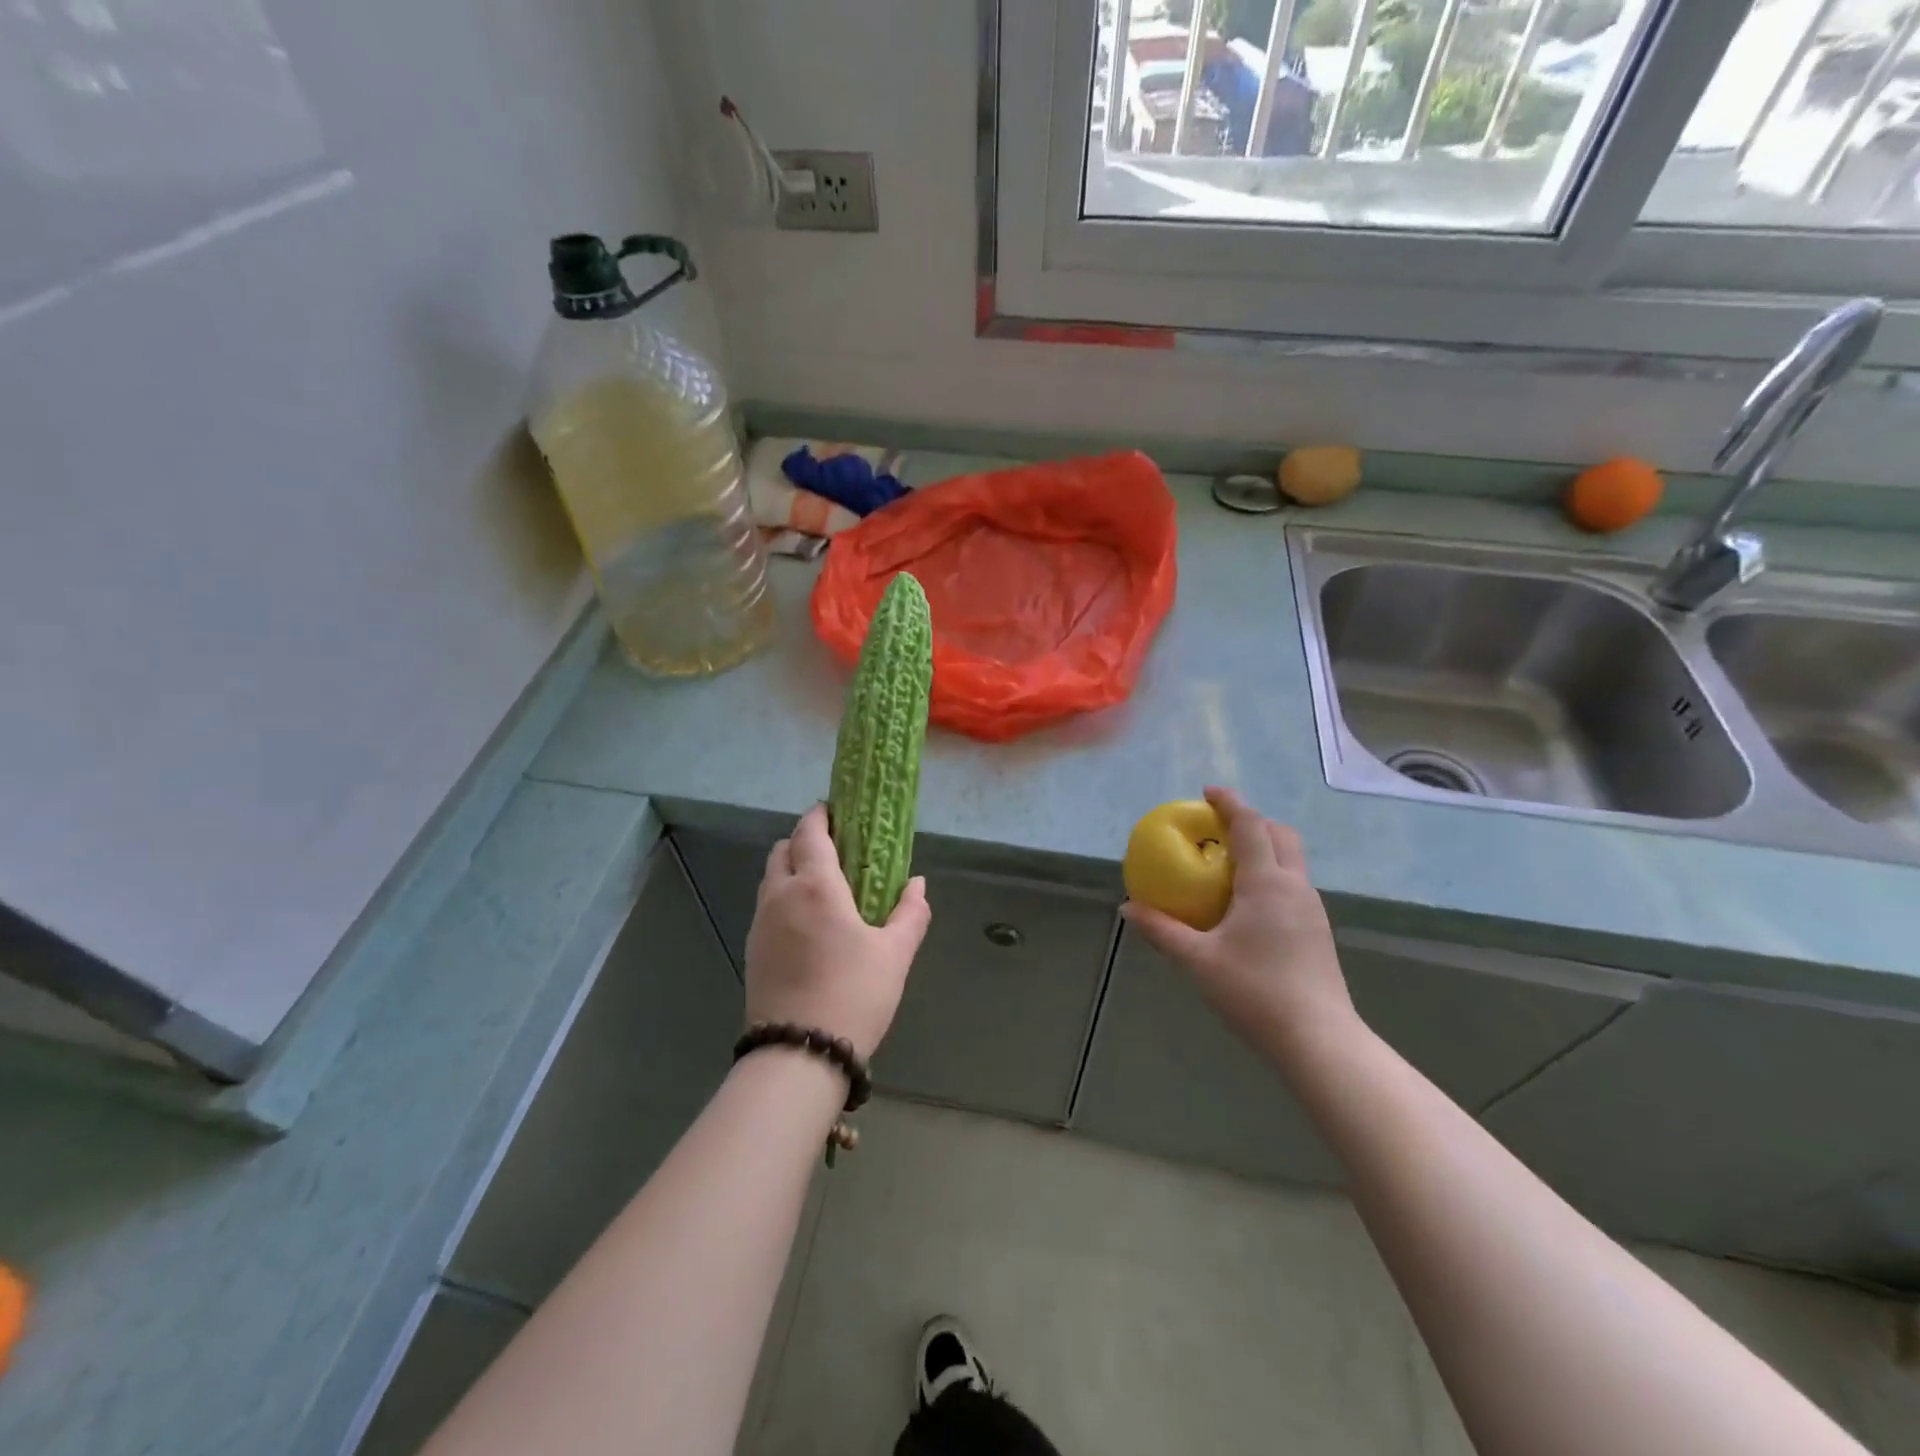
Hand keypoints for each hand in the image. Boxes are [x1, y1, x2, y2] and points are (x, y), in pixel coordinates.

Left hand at [744, 805, 931, 1059]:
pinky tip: (809, 924)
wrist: (798, 1055)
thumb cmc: (853, 995)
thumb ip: (910, 914)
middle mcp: (780, 896)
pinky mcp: (752, 950)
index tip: (838, 812)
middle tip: (837, 851)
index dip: (822, 816)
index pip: (810, 833)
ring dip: (793, 869)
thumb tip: (917, 885)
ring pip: (771, 878)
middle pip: (784, 850)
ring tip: (825, 888)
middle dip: (806, 840)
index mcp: (815, 887)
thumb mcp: (895, 955)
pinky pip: (767, 906)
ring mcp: (761, 923)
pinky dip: (785, 898)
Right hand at [1121, 786, 1355, 1061]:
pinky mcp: (1317, 930)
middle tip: (1218, 828)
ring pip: (1291, 859)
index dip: (1229, 803)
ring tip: (1229, 862)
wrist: (1319, 1041)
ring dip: (1264, 847)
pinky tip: (1248, 903)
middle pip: (1280, 834)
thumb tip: (1128, 908)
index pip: (1250, 826)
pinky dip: (1271, 873)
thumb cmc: (1255, 992)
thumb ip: (1162, 930)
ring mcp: (1312, 908)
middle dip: (1252, 821)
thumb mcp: (1198, 960)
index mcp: (1267, 883)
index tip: (1208, 791)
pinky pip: (1293, 883)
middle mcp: (1294, 886)